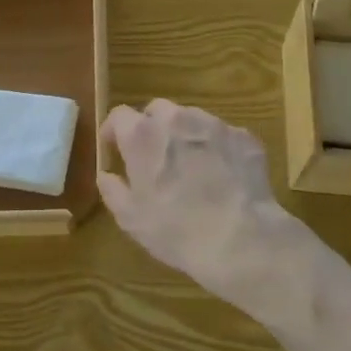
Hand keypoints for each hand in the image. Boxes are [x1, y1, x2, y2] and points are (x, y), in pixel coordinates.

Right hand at [98, 99, 307, 315]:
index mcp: (142, 135)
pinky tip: (222, 176)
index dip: (114, 131)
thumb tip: (106, 174)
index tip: (115, 150)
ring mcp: (214, 124)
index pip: (119, 116)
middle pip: (157, 110)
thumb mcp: (131, 218)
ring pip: (191, 119)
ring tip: (191, 167)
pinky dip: (216, 148)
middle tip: (154, 158)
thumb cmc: (176, 230)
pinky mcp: (244, 137)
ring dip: (185, 135)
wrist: (241, 240)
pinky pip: (222, 136)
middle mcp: (177, 119)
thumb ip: (112, 189)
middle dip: (152, 128)